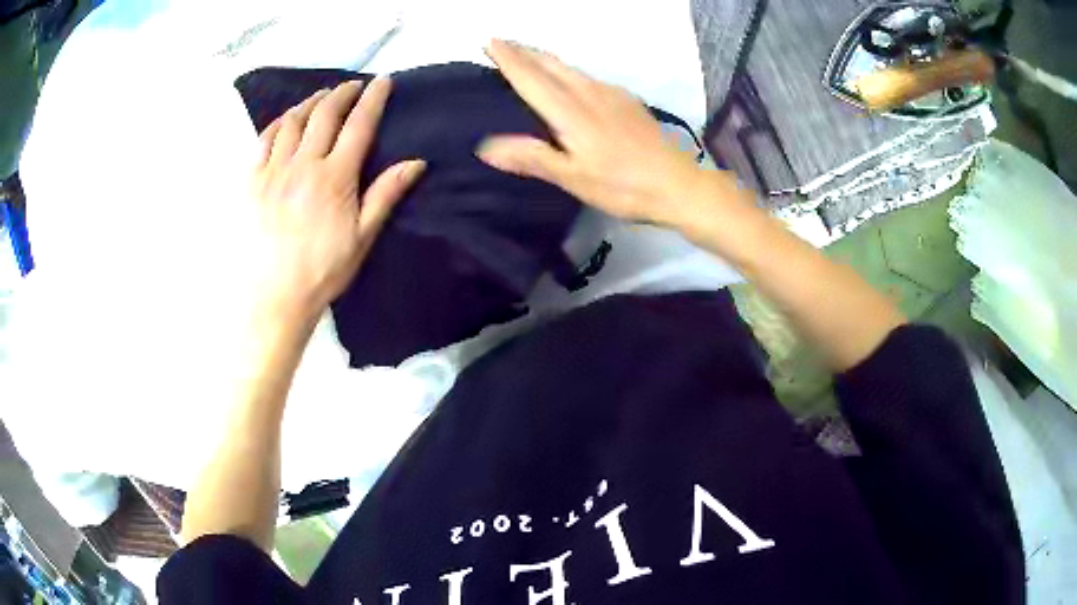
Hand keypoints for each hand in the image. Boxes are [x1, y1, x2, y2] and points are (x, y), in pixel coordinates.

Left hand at [250, 78, 424, 324]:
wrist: (275, 296)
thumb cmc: (322, 270)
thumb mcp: (362, 237)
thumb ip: (385, 194)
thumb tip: (416, 162)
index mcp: (334, 178)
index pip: (358, 125)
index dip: (373, 99)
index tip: (382, 82)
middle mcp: (302, 165)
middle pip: (324, 114)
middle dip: (341, 93)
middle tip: (352, 85)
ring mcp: (272, 171)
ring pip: (292, 121)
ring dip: (310, 103)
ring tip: (320, 97)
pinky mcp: (251, 181)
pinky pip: (262, 140)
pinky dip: (277, 123)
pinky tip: (285, 120)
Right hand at [478, 39, 707, 226]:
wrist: (678, 183)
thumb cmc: (624, 186)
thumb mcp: (574, 178)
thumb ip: (532, 157)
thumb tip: (485, 145)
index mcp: (571, 111)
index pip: (532, 77)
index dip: (509, 59)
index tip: (489, 41)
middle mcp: (589, 93)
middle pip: (551, 64)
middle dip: (524, 51)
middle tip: (501, 42)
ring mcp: (611, 93)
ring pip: (570, 67)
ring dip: (544, 58)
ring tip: (526, 55)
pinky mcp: (626, 100)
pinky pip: (587, 76)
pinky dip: (566, 71)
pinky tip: (567, 78)